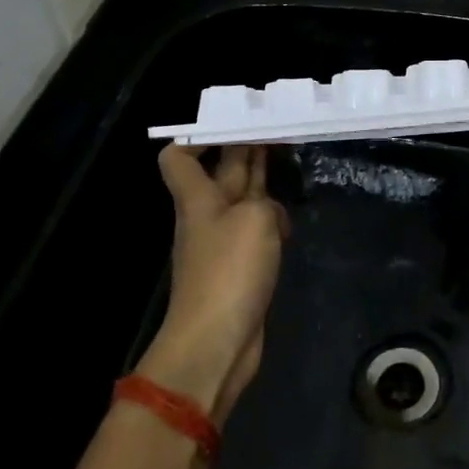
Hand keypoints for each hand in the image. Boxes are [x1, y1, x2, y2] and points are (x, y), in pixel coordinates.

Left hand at [143, 144, 288, 423]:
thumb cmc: (230, 271)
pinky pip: (255, 233)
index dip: (199, 139)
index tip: (233, 127)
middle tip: (276, 130)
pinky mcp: (240, 270)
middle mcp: (207, 216)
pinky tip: (289, 222)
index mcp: (198, 198)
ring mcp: (223, 244)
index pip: (179, 158)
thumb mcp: (256, 219)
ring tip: (289, 167)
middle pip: (221, 174)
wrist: (217, 341)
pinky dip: (271, 223)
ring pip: (242, 202)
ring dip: (261, 185)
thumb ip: (264, 201)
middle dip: (244, 151)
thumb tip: (270, 212)